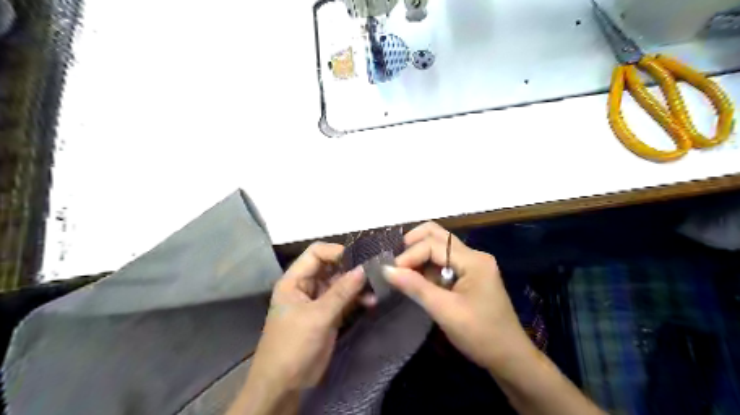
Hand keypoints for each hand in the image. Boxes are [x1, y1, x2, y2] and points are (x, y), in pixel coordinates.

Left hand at [245, 242, 366, 394]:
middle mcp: (307, 286)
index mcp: (294, 280)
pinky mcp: (329, 315)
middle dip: (352, 268)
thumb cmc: (293, 345)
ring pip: (341, 284)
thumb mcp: (317, 316)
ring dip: (358, 285)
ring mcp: (319, 301)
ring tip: (377, 287)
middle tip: (375, 270)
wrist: (284, 385)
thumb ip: (342, 292)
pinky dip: (358, 299)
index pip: (316, 253)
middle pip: (331, 267)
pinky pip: (346, 300)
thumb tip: (364, 267)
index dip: (336, 252)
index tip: (359, 258)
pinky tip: (372, 302)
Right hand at [385, 223, 535, 374]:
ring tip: (403, 272)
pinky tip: (417, 280)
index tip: (391, 273)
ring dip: (420, 256)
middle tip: (396, 261)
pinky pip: (444, 263)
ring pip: (440, 247)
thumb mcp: (445, 311)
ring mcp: (473, 265)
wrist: (510, 359)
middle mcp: (474, 256)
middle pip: (438, 235)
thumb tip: (386, 270)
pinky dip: (428, 267)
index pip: (434, 244)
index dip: (410, 255)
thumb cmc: (480, 335)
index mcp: (473, 260)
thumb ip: (415, 287)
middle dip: (414, 244)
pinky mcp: (470, 276)